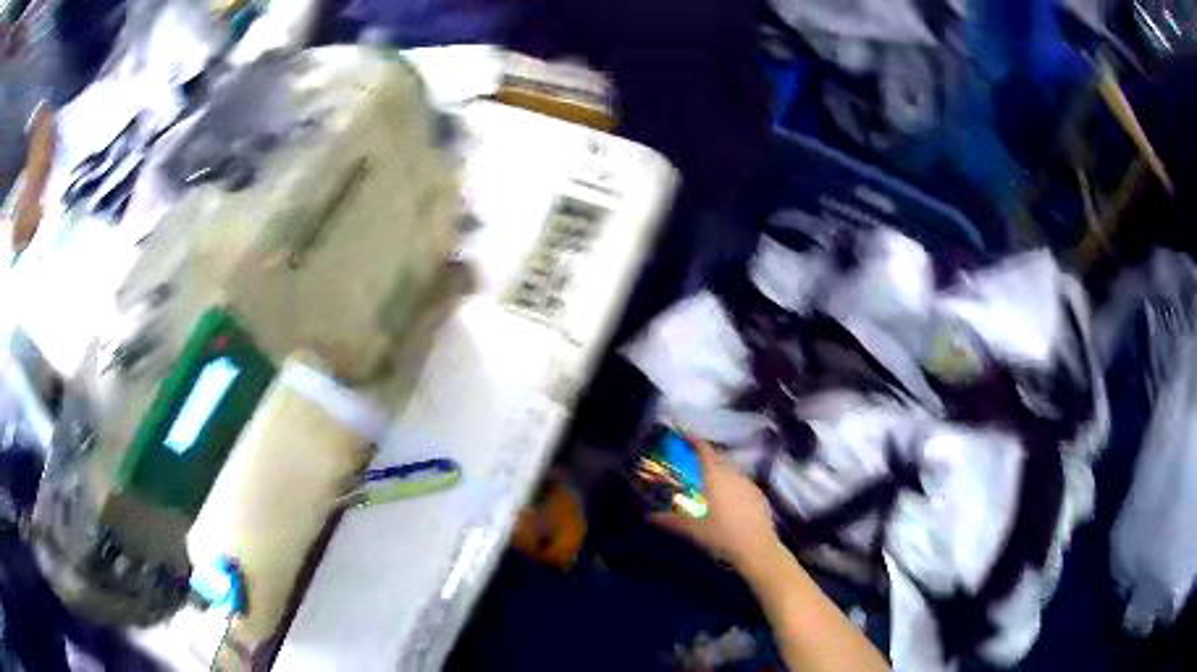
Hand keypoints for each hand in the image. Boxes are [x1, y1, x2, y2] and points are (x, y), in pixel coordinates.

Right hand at [650, 438, 780, 576]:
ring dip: (720, 471)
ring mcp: (750, 484)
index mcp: (716, 477)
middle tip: (692, 462)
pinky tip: (728, 500)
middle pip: (719, 458)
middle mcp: (734, 475)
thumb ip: (670, 521)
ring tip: (708, 482)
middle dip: (706, 457)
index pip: (705, 450)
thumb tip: (648, 517)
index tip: (685, 436)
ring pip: (732, 471)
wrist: (757, 549)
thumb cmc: (722, 536)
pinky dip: (732, 485)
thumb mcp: (692, 530)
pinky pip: (742, 483)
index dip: (695, 441)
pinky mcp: (760, 495)